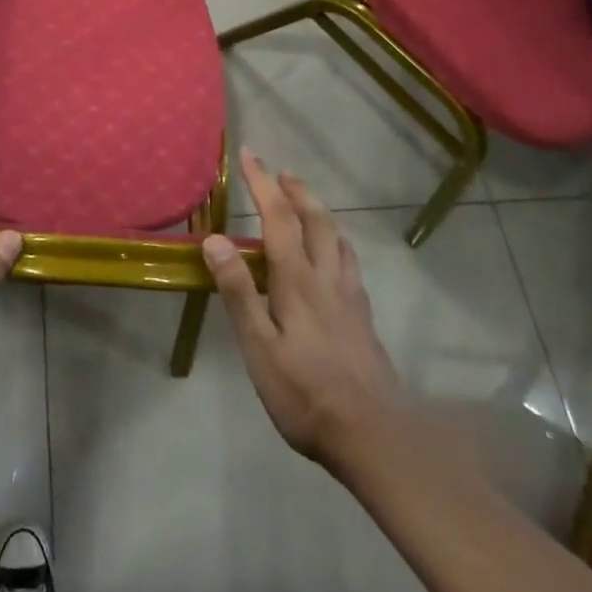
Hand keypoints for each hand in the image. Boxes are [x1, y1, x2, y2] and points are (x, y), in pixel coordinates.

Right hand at [202, 152, 402, 478]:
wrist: (375, 436)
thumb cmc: (306, 393)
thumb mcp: (259, 347)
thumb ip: (238, 292)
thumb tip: (215, 239)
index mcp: (297, 280)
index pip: (279, 217)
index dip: (263, 183)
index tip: (249, 155)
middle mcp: (327, 277)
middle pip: (315, 219)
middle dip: (296, 190)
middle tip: (280, 172)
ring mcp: (350, 296)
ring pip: (337, 237)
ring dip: (319, 210)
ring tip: (306, 201)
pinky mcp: (364, 317)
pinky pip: (350, 261)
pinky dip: (337, 240)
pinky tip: (335, 254)